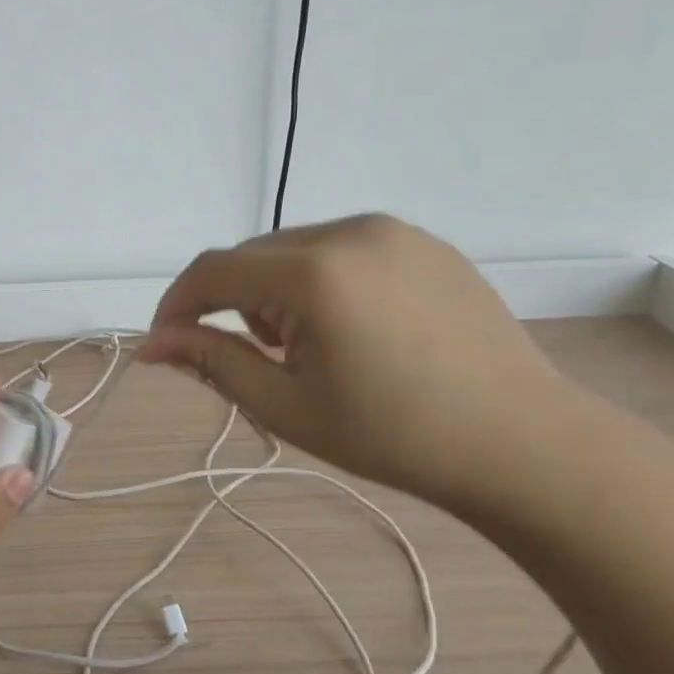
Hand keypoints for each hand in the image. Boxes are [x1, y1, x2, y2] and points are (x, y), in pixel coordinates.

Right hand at [140, 214, 572, 512]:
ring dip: (275, 290)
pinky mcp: (423, 242)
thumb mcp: (286, 405)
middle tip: (254, 360)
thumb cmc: (393, 435)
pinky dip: (321, 280)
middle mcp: (349, 232)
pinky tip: (354, 328)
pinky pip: (342, 248)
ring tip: (309, 347)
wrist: (522, 442)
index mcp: (313, 274)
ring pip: (294, 248)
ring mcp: (393, 231)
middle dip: (231, 302)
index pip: (212, 271)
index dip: (176, 305)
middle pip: (251, 255)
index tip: (166, 344)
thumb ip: (211, 361)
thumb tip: (151, 345)